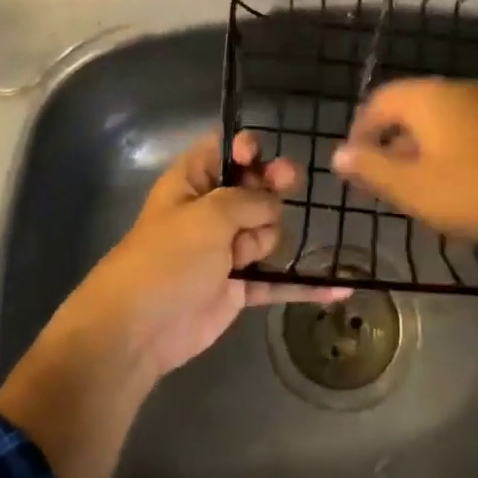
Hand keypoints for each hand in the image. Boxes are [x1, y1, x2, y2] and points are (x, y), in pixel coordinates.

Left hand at [64, 131, 350, 378]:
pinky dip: (302, 285)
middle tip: (286, 183)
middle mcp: (211, 211)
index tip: (259, 156)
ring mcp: (225, 250)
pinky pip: (277, 280)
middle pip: (255, 189)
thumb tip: (272, 202)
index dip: (246, 149)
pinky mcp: (238, 287)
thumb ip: (248, 199)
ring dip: (267, 239)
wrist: (139, 328)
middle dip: (270, 188)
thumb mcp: (208, 214)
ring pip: (269, 231)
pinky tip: (338, 287)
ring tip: (242, 257)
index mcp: (192, 182)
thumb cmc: (168, 257)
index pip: (223, 151)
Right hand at [331, 78, 477, 267]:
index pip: (379, 100)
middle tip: (386, 176)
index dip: (361, 130)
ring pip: (444, 116)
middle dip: (393, 138)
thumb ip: (371, 168)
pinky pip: (472, 126)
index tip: (356, 163)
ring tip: (421, 181)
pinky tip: (462, 178)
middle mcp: (459, 88)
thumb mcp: (414, 188)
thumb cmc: (475, 193)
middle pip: (412, 106)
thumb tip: (338, 154)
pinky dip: (455, 146)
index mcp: (428, 96)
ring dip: (425, 143)